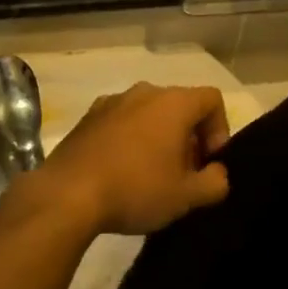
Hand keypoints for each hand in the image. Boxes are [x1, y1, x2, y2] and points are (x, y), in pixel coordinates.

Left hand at [21, 84, 230, 236]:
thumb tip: (218, 173)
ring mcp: (113, 101)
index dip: (220, 129)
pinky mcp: (88, 117)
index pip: (212, 100)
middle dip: (190, 136)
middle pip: (180, 105)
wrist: (68, 194)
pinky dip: (131, 138)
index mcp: (173, 102)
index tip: (209, 162)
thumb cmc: (136, 189)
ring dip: (159, 137)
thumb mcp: (186, 196)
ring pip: (149, 112)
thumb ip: (215, 182)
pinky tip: (122, 170)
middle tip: (185, 173)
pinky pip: (122, 121)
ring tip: (153, 174)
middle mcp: (144, 91)